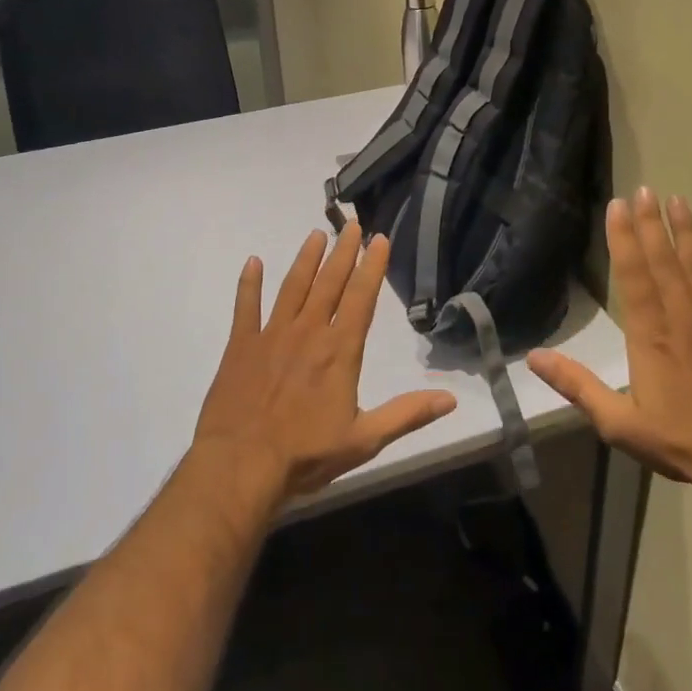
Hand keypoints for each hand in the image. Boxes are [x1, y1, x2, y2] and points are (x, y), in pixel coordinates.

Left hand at [194, 223, 457, 500]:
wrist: (241, 466)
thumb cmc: (305, 454)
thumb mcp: (365, 440)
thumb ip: (407, 414)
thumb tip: (451, 400)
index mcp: (339, 350)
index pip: (361, 298)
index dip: (372, 267)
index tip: (379, 239)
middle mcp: (308, 332)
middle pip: (329, 283)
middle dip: (343, 252)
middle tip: (352, 224)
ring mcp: (271, 335)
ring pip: (292, 287)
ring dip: (306, 259)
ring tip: (316, 234)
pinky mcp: (240, 346)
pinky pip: (245, 307)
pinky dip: (249, 284)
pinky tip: (253, 262)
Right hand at [528, 187, 691, 508]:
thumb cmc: (680, 440)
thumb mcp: (618, 422)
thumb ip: (577, 385)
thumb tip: (534, 358)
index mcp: (650, 335)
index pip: (633, 276)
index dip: (623, 239)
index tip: (618, 207)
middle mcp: (682, 316)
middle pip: (664, 260)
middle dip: (651, 223)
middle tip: (644, 189)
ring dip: (687, 231)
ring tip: (678, 200)